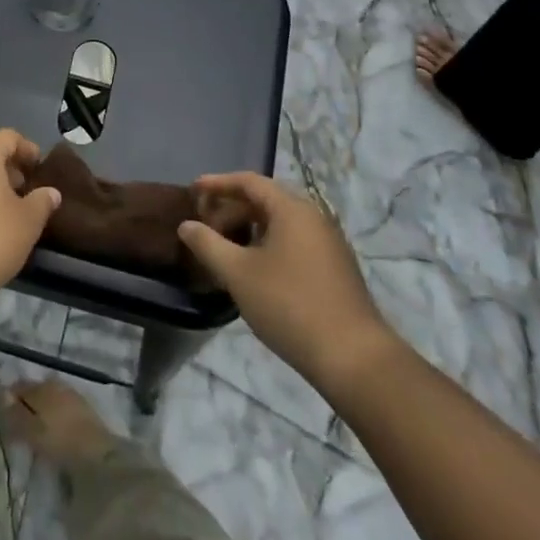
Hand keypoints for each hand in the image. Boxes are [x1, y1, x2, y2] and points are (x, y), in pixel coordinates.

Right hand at [178, 173, 399, 393]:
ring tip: (225, 248)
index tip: (192, 190)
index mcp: (292, 210)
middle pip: (266, 200)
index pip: (249, 182)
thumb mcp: (237, 273)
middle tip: (205, 225)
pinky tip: (253, 269)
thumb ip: (207, 244)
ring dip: (249, 228)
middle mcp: (314, 218)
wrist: (353, 357)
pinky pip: (294, 242)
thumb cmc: (289, 304)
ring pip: (280, 223)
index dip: (217, 183)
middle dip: (231, 208)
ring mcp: (328, 244)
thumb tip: (186, 225)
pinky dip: (267, 244)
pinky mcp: (335, 269)